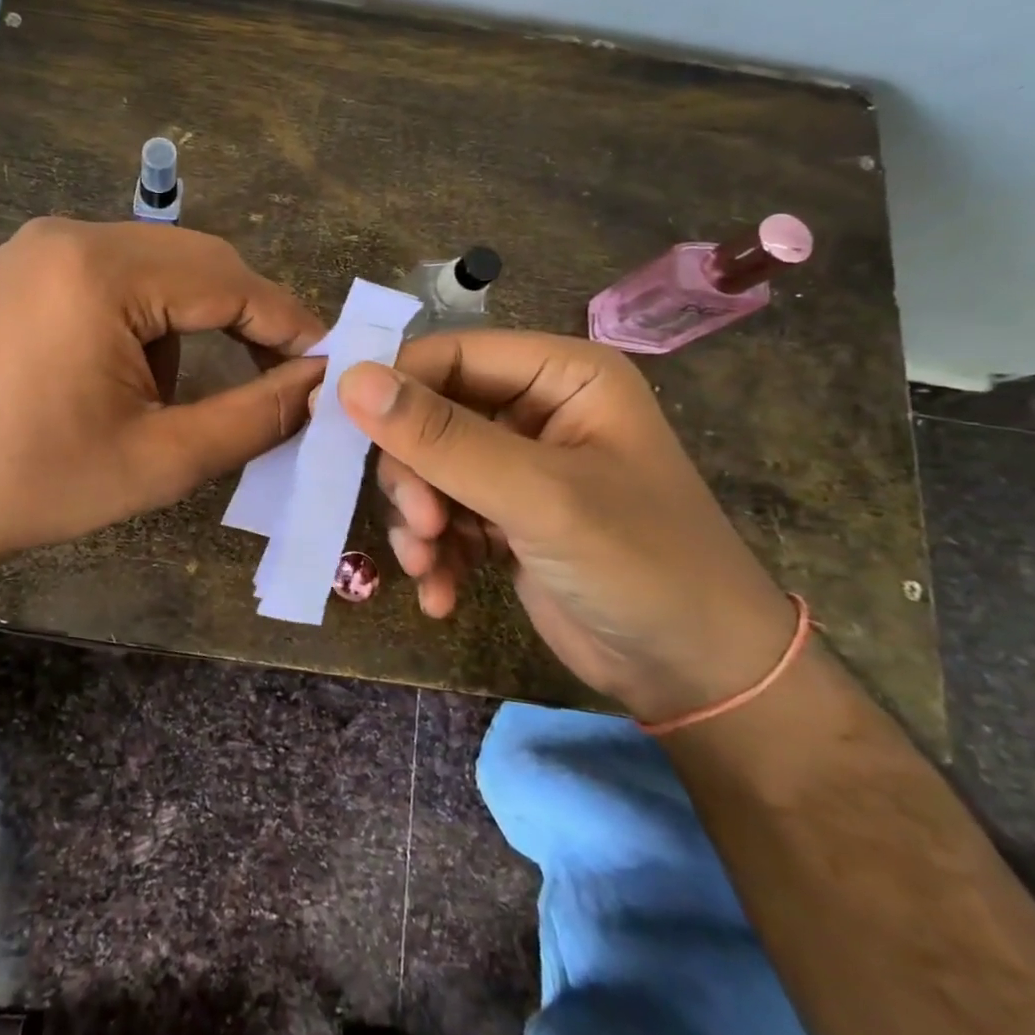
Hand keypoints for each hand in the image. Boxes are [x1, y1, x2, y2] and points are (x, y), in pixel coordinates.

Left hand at [0, 218, 324, 578]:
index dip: (287, 322)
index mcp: (100, 273)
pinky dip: (142, 316)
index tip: (329, 361)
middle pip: (195, 261)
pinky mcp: (20, 267)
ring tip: (169, 395)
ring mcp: (37, 246)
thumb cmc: (38, 485)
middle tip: (276, 375)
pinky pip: (111, 273)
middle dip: (242, 317)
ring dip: (188, 320)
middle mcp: (68, 236)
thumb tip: (321, 384)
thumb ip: (256, 416)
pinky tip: (122, 373)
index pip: (229, 280)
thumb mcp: (162, 459)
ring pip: (156, 266)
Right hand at [337, 331, 796, 723]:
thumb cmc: (640, 565)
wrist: (698, 680)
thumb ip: (442, 438)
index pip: (451, 355)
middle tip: (421, 524)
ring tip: (430, 565)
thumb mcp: (538, 496)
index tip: (335, 425)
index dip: (392, 385)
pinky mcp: (503, 515)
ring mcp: (517, 466)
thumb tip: (351, 380)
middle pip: (430, 415)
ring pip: (427, 469)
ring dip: (419, 520)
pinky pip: (442, 514)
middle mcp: (535, 409)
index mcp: (561, 375)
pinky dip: (434, 552)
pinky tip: (442, 594)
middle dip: (414, 474)